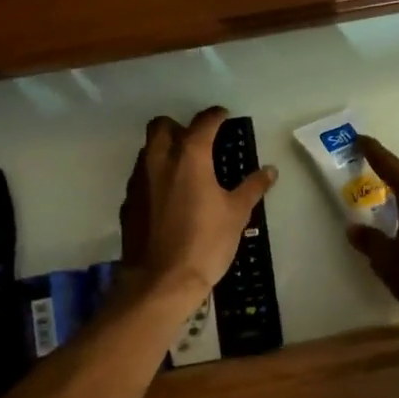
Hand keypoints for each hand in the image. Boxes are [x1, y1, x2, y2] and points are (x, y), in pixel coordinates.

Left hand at [118, 108, 276, 303]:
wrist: (160, 281)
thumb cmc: (205, 242)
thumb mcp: (236, 214)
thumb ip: (252, 187)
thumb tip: (269, 170)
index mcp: (189, 156)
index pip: (202, 122)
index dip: (215, 116)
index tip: (224, 117)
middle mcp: (159, 160)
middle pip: (161, 126)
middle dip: (179, 126)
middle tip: (198, 142)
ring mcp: (139, 181)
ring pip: (148, 150)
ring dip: (164, 150)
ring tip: (185, 170)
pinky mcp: (128, 202)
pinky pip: (141, 177)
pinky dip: (155, 177)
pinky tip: (169, 197)